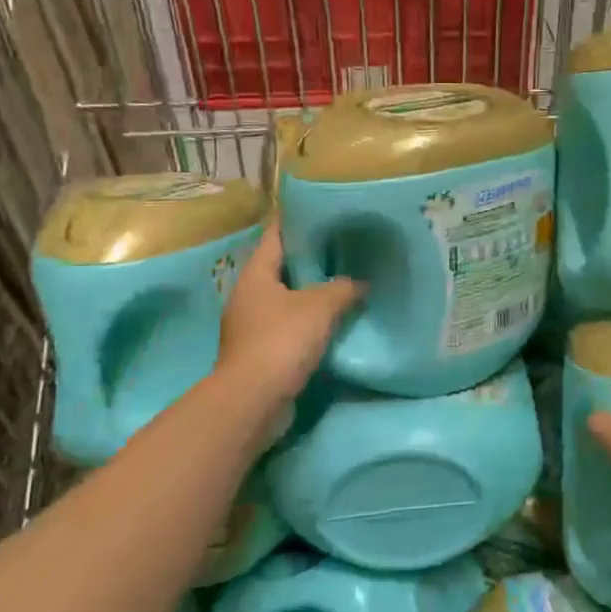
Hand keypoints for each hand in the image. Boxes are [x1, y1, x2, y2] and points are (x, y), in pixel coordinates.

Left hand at [216, 220, 361, 409]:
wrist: (253, 400)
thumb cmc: (281, 341)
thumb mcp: (319, 307)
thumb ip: (343, 288)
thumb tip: (361, 282)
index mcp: (256, 274)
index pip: (277, 235)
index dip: (299, 220)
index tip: (325, 211)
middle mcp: (249, 294)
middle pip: (282, 266)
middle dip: (312, 258)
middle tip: (346, 248)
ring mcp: (253, 324)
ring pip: (287, 297)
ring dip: (312, 292)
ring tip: (347, 282)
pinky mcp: (261, 350)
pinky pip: (290, 325)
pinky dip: (310, 320)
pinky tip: (335, 320)